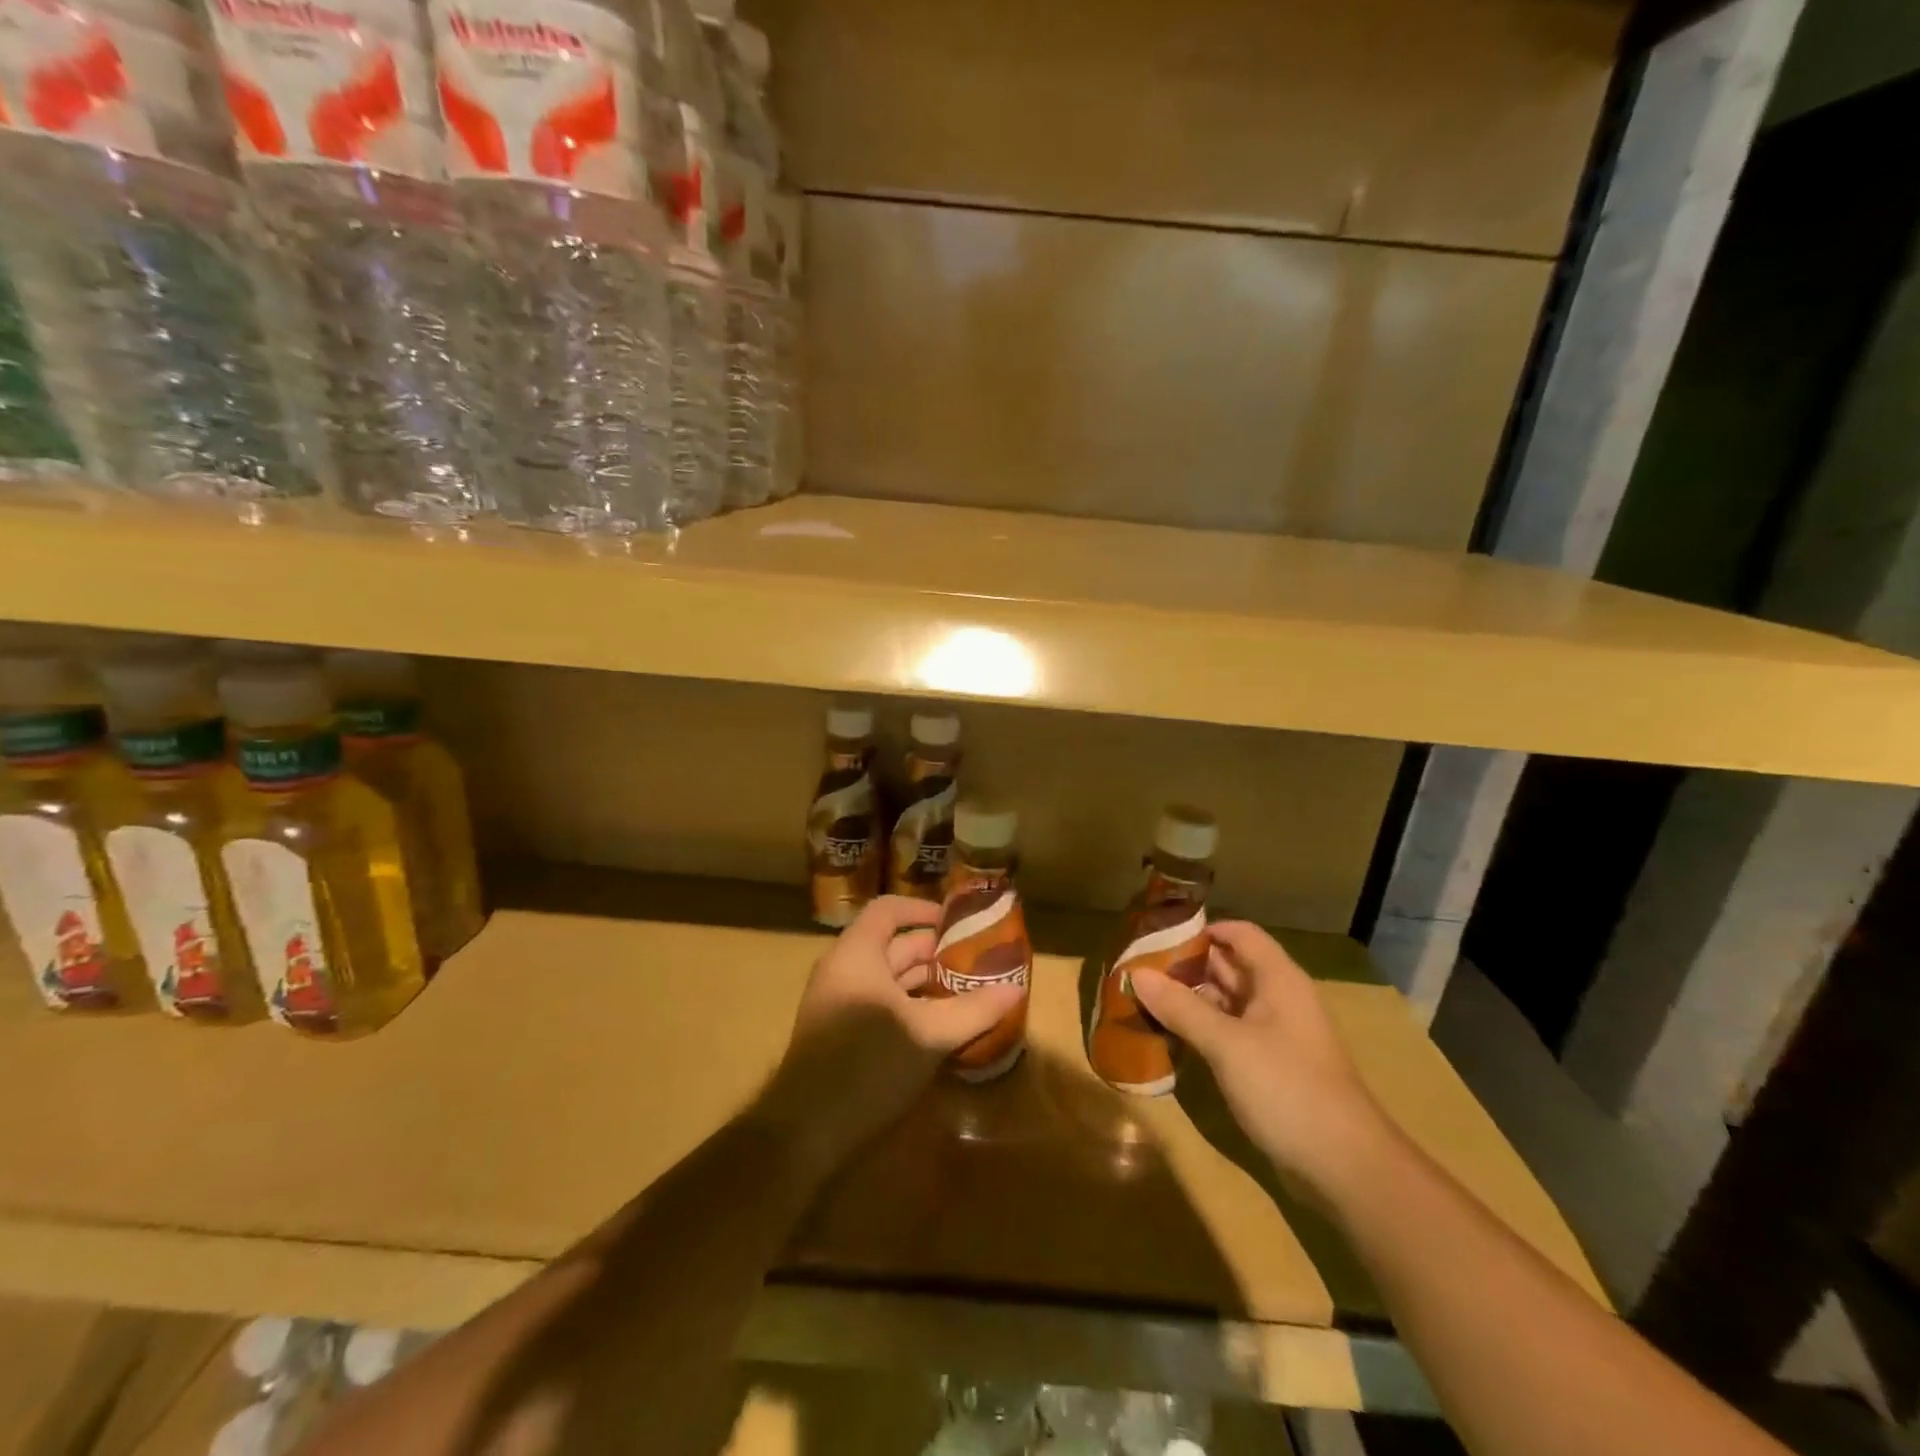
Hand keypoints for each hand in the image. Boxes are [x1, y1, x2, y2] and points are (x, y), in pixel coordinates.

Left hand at [761, 896, 1024, 1182]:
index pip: (889, 909)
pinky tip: (941, 1025)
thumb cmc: (868, 1065)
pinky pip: (879, 1003)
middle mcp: (844, 969)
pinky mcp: (839, 1032)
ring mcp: (838, 1002)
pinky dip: (910, 1005)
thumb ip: (974, 1010)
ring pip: (888, 978)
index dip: (924, 910)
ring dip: (926, 982)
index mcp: (857, 953)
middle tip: (977, 962)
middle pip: (893, 945)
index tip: (959, 923)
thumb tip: (1016, 989)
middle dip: (936, 952)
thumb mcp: (929, 1036)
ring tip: (969, 991)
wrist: (805, 1132)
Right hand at [1132, 921, 1393, 1199]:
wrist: (1346, 1166)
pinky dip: (1200, 1029)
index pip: (1238, 933)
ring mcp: (1274, 1034)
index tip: (1157, 934)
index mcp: (1277, 979)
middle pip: (1228, 966)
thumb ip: (1181, 1007)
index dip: (1201, 929)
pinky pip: (1228, 1033)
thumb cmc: (1288, 1088)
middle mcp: (1277, 998)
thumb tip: (1136, 973)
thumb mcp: (1227, 1044)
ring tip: (1142, 998)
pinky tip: (1168, 1035)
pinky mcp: (1269, 1066)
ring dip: (1189, 999)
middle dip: (1185, 965)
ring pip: (1226, 1002)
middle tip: (1136, 967)